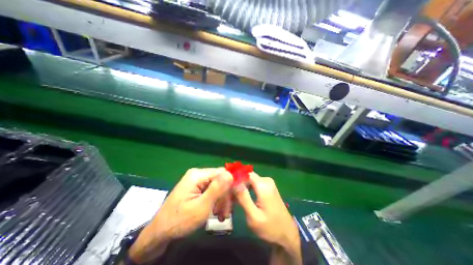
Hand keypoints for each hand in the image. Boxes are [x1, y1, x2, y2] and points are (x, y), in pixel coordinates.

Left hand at [129, 168, 233, 262]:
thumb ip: (217, 189)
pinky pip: (212, 190)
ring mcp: (197, 181)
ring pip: (218, 186)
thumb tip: (231, 174)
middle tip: (226, 213)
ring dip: (221, 200)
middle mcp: (198, 174)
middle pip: (220, 180)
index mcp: (198, 175)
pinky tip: (216, 212)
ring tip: (221, 216)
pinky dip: (216, 201)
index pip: (222, 173)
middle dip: (225, 196)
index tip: (235, 200)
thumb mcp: (201, 207)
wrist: (159, 233)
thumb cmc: (179, 221)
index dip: (231, 185)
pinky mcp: (197, 188)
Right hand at [234, 172, 301, 264]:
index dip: (236, 178)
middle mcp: (266, 180)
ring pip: (250, 180)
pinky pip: (255, 184)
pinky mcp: (269, 187)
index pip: (245, 173)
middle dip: (238, 185)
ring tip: (235, 199)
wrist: (287, 234)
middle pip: (247, 177)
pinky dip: (248, 189)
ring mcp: (269, 183)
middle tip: (230, 197)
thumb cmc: (270, 228)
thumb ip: (244, 198)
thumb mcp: (254, 216)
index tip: (227, 188)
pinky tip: (244, 198)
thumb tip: (235, 182)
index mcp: (263, 185)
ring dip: (242, 188)